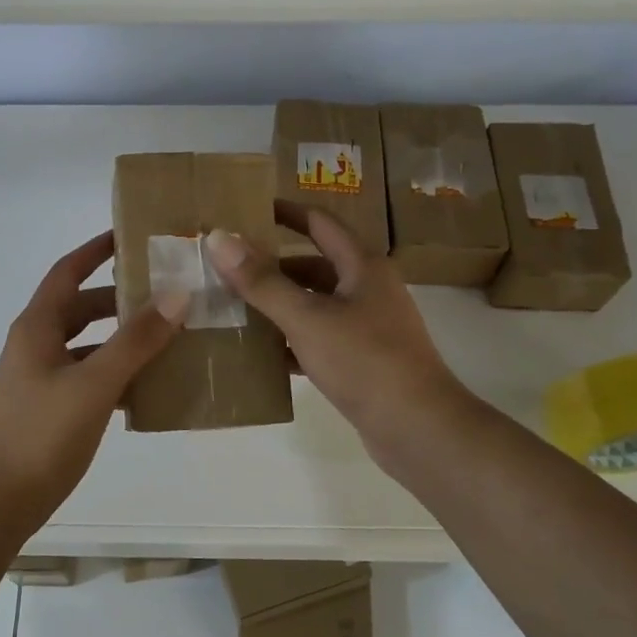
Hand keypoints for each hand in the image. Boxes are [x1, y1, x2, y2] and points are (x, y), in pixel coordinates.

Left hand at [0, 231, 185, 531]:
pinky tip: (150, 382)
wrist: (1, 501)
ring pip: (88, 343)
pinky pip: (89, 374)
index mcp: (37, 327)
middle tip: (166, 290)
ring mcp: (42, 377)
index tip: (131, 234)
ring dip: (122, 336)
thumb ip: (136, 340)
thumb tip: (176, 295)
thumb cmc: (43, 434)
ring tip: (168, 333)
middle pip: (81, 306)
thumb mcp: (94, 383)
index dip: (96, 249)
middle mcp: (36, 344)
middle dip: (120, 297)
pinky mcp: (51, 405)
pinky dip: (117, 371)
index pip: (67, 271)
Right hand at [204, 202, 469, 465]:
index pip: (319, 223)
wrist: (418, 428)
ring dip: (278, 304)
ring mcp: (368, 327)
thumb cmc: (365, 361)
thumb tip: (219, 237)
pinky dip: (291, 341)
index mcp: (362, 266)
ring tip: (233, 307)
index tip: (246, 208)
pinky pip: (318, 339)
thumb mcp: (307, 317)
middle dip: (272, 265)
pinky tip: (260, 352)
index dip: (285, 212)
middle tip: (227, 267)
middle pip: (313, 265)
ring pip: (314, 305)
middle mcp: (368, 290)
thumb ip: (262, 281)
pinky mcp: (362, 361)